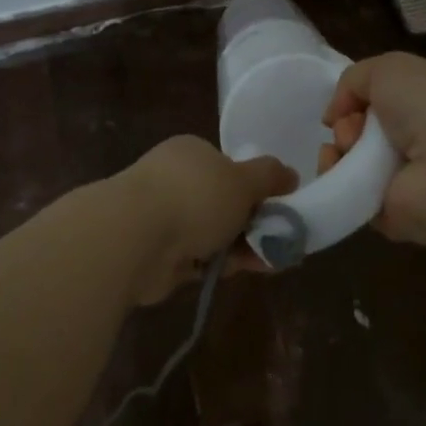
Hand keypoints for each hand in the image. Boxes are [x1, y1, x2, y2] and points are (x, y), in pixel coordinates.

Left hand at [115, 136, 295, 303]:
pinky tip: (241, 272)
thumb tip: (291, 174)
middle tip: (279, 241)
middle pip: (221, 202)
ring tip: (272, 262)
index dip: (254, 187)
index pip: (227, 167)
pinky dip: (217, 265)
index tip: (277, 208)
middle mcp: (174, 179)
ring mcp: (162, 217)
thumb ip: (269, 176)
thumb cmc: (193, 196)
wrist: (134, 238)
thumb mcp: (242, 180)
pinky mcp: (157, 253)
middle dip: (251, 223)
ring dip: (240, 247)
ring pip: (211, 233)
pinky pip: (197, 258)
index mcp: (191, 153)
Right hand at [318, 53, 425, 250]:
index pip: (374, 102)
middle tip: (352, 129)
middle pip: (355, 132)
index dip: (351, 100)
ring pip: (346, 164)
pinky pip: (349, 197)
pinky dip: (337, 184)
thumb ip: (353, 79)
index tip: (345, 104)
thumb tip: (336, 114)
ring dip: (334, 152)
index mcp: (418, 106)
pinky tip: (341, 173)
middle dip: (343, 126)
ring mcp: (398, 180)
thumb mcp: (389, 68)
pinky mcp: (387, 214)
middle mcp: (410, 141)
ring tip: (345, 150)